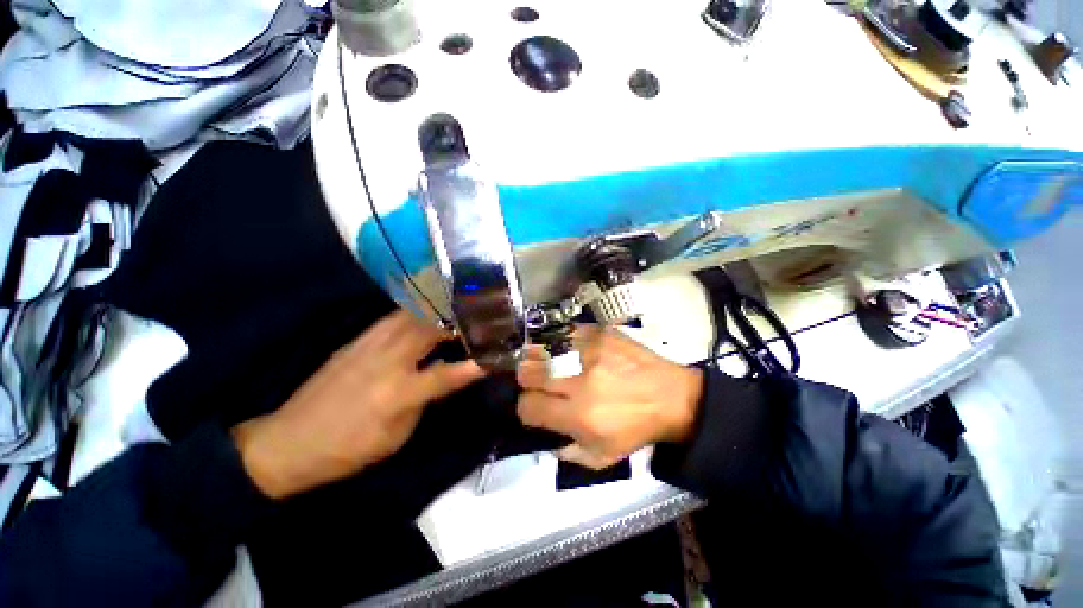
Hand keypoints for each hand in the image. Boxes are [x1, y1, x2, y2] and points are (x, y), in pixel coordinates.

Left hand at [232, 310, 485, 498]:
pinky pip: (391, 318)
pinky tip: (423, 313)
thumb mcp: (396, 436)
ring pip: (411, 317)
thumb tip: (444, 375)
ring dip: (437, 313)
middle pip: (429, 331)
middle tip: (475, 320)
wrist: (289, 442)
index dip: (474, 366)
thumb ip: (425, 400)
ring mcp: (368, 346)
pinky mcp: (356, 341)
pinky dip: (413, 313)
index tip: (494, 356)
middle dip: (456, 323)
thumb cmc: (348, 449)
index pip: (447, 374)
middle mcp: (386, 362)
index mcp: (398, 393)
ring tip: (455, 310)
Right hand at [516, 327, 702, 469]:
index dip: (526, 408)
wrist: (672, 397)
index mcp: (580, 415)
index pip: (528, 406)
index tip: (534, 406)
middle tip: (538, 381)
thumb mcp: (602, 457)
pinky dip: (562, 343)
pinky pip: (566, 333)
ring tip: (548, 362)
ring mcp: (591, 351)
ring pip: (542, 348)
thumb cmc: (636, 430)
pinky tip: (569, 350)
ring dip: (540, 358)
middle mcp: (581, 381)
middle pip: (528, 372)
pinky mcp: (600, 333)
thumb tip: (542, 433)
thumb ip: (566, 451)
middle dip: (527, 379)